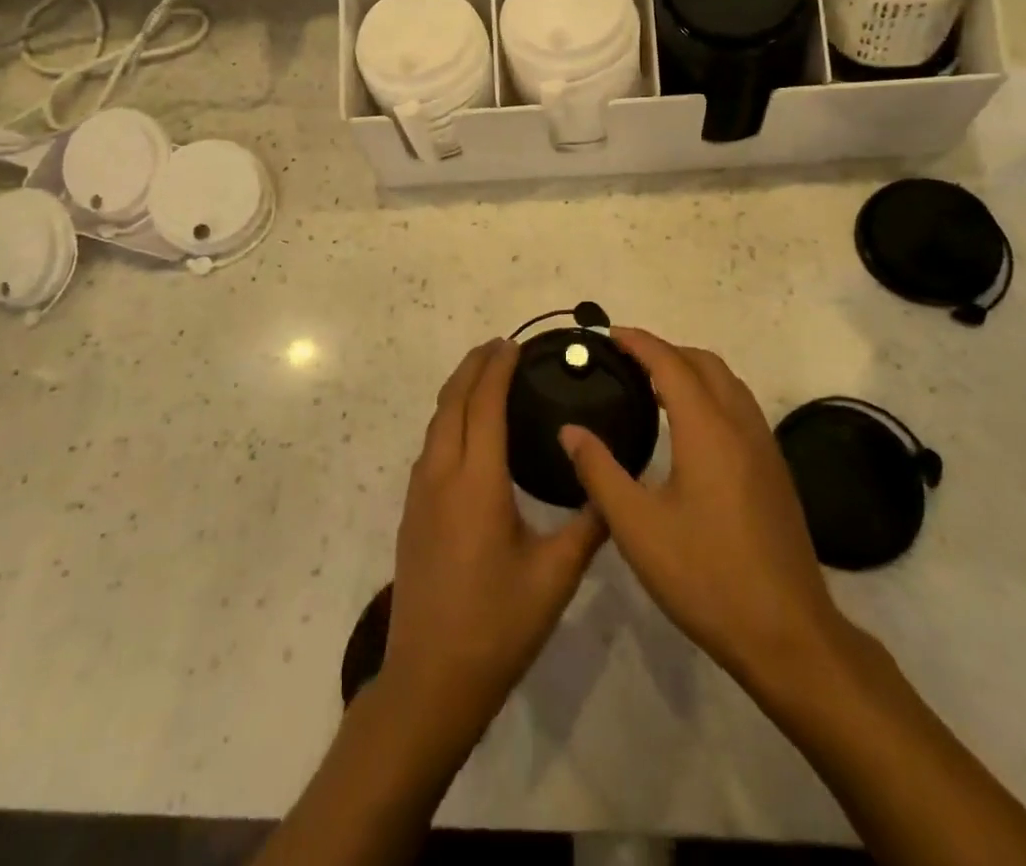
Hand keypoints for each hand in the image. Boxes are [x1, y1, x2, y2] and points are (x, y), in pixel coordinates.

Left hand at [381, 339, 605, 747]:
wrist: (430, 680)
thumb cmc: (497, 626)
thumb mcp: (555, 577)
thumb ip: (588, 527)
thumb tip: (613, 489)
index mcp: (477, 482)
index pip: (484, 405)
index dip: (497, 369)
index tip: (514, 345)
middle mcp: (442, 475)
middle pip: (453, 402)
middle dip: (473, 367)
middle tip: (500, 346)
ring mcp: (420, 493)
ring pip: (436, 422)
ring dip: (458, 391)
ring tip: (484, 376)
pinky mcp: (412, 512)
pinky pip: (430, 445)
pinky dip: (448, 418)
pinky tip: (466, 430)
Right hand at [561, 329, 857, 692]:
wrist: (789, 635)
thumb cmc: (707, 577)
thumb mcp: (638, 528)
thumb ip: (599, 472)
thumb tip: (570, 430)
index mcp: (708, 430)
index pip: (670, 364)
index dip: (638, 342)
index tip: (608, 334)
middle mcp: (741, 426)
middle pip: (704, 363)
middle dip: (664, 350)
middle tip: (625, 360)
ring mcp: (765, 447)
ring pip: (728, 383)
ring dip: (691, 370)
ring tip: (653, 385)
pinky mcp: (775, 470)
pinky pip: (740, 407)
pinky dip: (710, 394)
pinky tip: (689, 427)